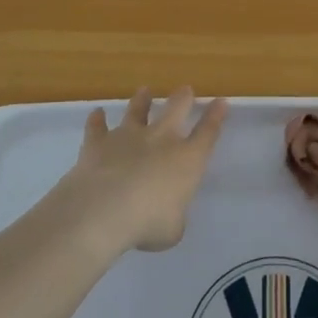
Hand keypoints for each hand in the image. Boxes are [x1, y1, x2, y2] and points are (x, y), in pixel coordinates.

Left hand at [56, 88, 228, 253]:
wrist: (103, 210)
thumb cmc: (148, 223)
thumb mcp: (173, 228)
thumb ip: (174, 215)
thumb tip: (167, 214)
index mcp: (187, 159)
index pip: (208, 132)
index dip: (216, 116)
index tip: (221, 101)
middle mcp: (160, 140)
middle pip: (176, 108)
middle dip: (183, 97)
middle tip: (186, 89)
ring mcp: (128, 137)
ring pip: (137, 110)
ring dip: (142, 100)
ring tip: (144, 90)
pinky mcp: (98, 143)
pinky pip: (97, 127)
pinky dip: (97, 120)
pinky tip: (97, 113)